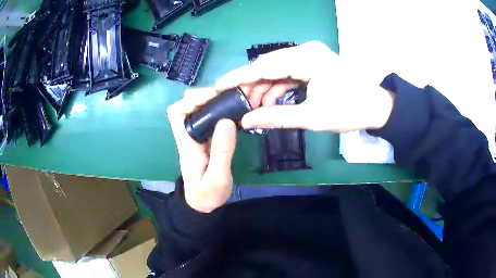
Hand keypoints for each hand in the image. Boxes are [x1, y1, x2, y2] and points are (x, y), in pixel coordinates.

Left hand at [167, 88, 235, 212]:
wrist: (204, 204)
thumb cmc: (207, 195)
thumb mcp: (217, 179)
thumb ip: (221, 152)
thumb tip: (227, 121)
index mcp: (187, 143)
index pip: (176, 113)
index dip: (190, 100)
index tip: (212, 98)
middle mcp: (189, 135)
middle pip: (187, 105)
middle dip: (204, 96)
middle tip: (227, 97)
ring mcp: (198, 136)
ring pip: (199, 109)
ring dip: (214, 101)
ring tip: (234, 101)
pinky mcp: (207, 139)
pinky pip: (211, 118)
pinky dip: (220, 110)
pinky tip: (234, 111)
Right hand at [215, 41, 394, 131]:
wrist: (376, 107)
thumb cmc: (349, 111)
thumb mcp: (312, 117)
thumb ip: (276, 117)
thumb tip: (246, 121)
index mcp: (307, 58)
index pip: (264, 66)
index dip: (238, 77)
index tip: (218, 86)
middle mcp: (306, 50)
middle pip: (268, 65)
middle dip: (250, 85)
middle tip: (235, 102)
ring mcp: (310, 55)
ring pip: (277, 69)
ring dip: (264, 87)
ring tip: (252, 107)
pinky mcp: (313, 62)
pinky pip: (288, 72)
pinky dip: (277, 86)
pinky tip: (269, 101)